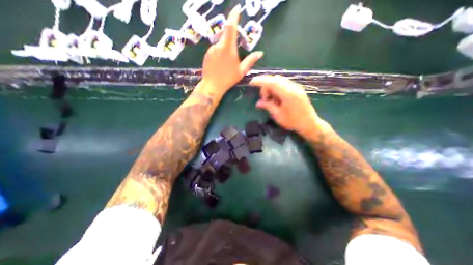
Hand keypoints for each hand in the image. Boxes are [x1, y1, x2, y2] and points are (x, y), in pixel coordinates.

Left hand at [201, 4, 263, 95]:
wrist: (212, 86)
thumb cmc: (228, 79)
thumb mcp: (242, 71)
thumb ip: (250, 60)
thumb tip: (260, 53)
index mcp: (228, 47)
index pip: (231, 26)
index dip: (234, 16)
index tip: (237, 9)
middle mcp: (218, 45)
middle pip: (226, 36)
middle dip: (231, 41)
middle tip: (233, 55)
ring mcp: (211, 49)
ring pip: (220, 45)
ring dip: (225, 50)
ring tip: (226, 64)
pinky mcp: (206, 54)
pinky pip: (215, 50)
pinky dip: (219, 54)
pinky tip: (220, 65)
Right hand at [251, 74, 321, 135]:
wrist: (310, 123)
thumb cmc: (293, 122)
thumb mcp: (278, 116)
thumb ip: (268, 106)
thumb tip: (258, 103)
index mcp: (288, 94)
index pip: (271, 82)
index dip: (260, 81)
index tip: (251, 82)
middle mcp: (293, 87)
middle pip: (275, 79)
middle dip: (266, 87)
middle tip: (264, 99)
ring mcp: (296, 87)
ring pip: (279, 81)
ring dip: (272, 87)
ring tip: (271, 100)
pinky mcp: (297, 89)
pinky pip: (284, 84)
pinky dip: (277, 88)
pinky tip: (277, 98)